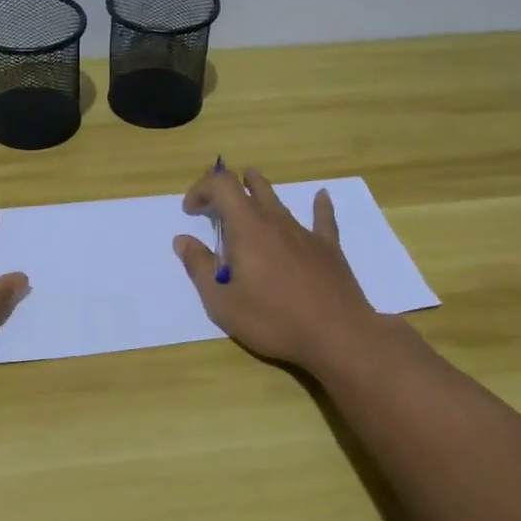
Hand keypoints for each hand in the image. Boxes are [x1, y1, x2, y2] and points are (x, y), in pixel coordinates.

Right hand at [173, 165, 379, 371]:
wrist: (338, 336)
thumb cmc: (273, 320)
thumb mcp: (222, 303)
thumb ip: (199, 268)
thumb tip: (183, 240)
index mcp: (247, 229)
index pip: (221, 186)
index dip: (202, 189)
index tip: (191, 211)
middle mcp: (275, 221)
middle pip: (251, 186)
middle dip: (228, 187)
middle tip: (216, 205)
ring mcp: (305, 232)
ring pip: (279, 200)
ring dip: (260, 190)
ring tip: (251, 184)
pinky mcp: (328, 248)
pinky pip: (323, 218)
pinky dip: (318, 205)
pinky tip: (321, 196)